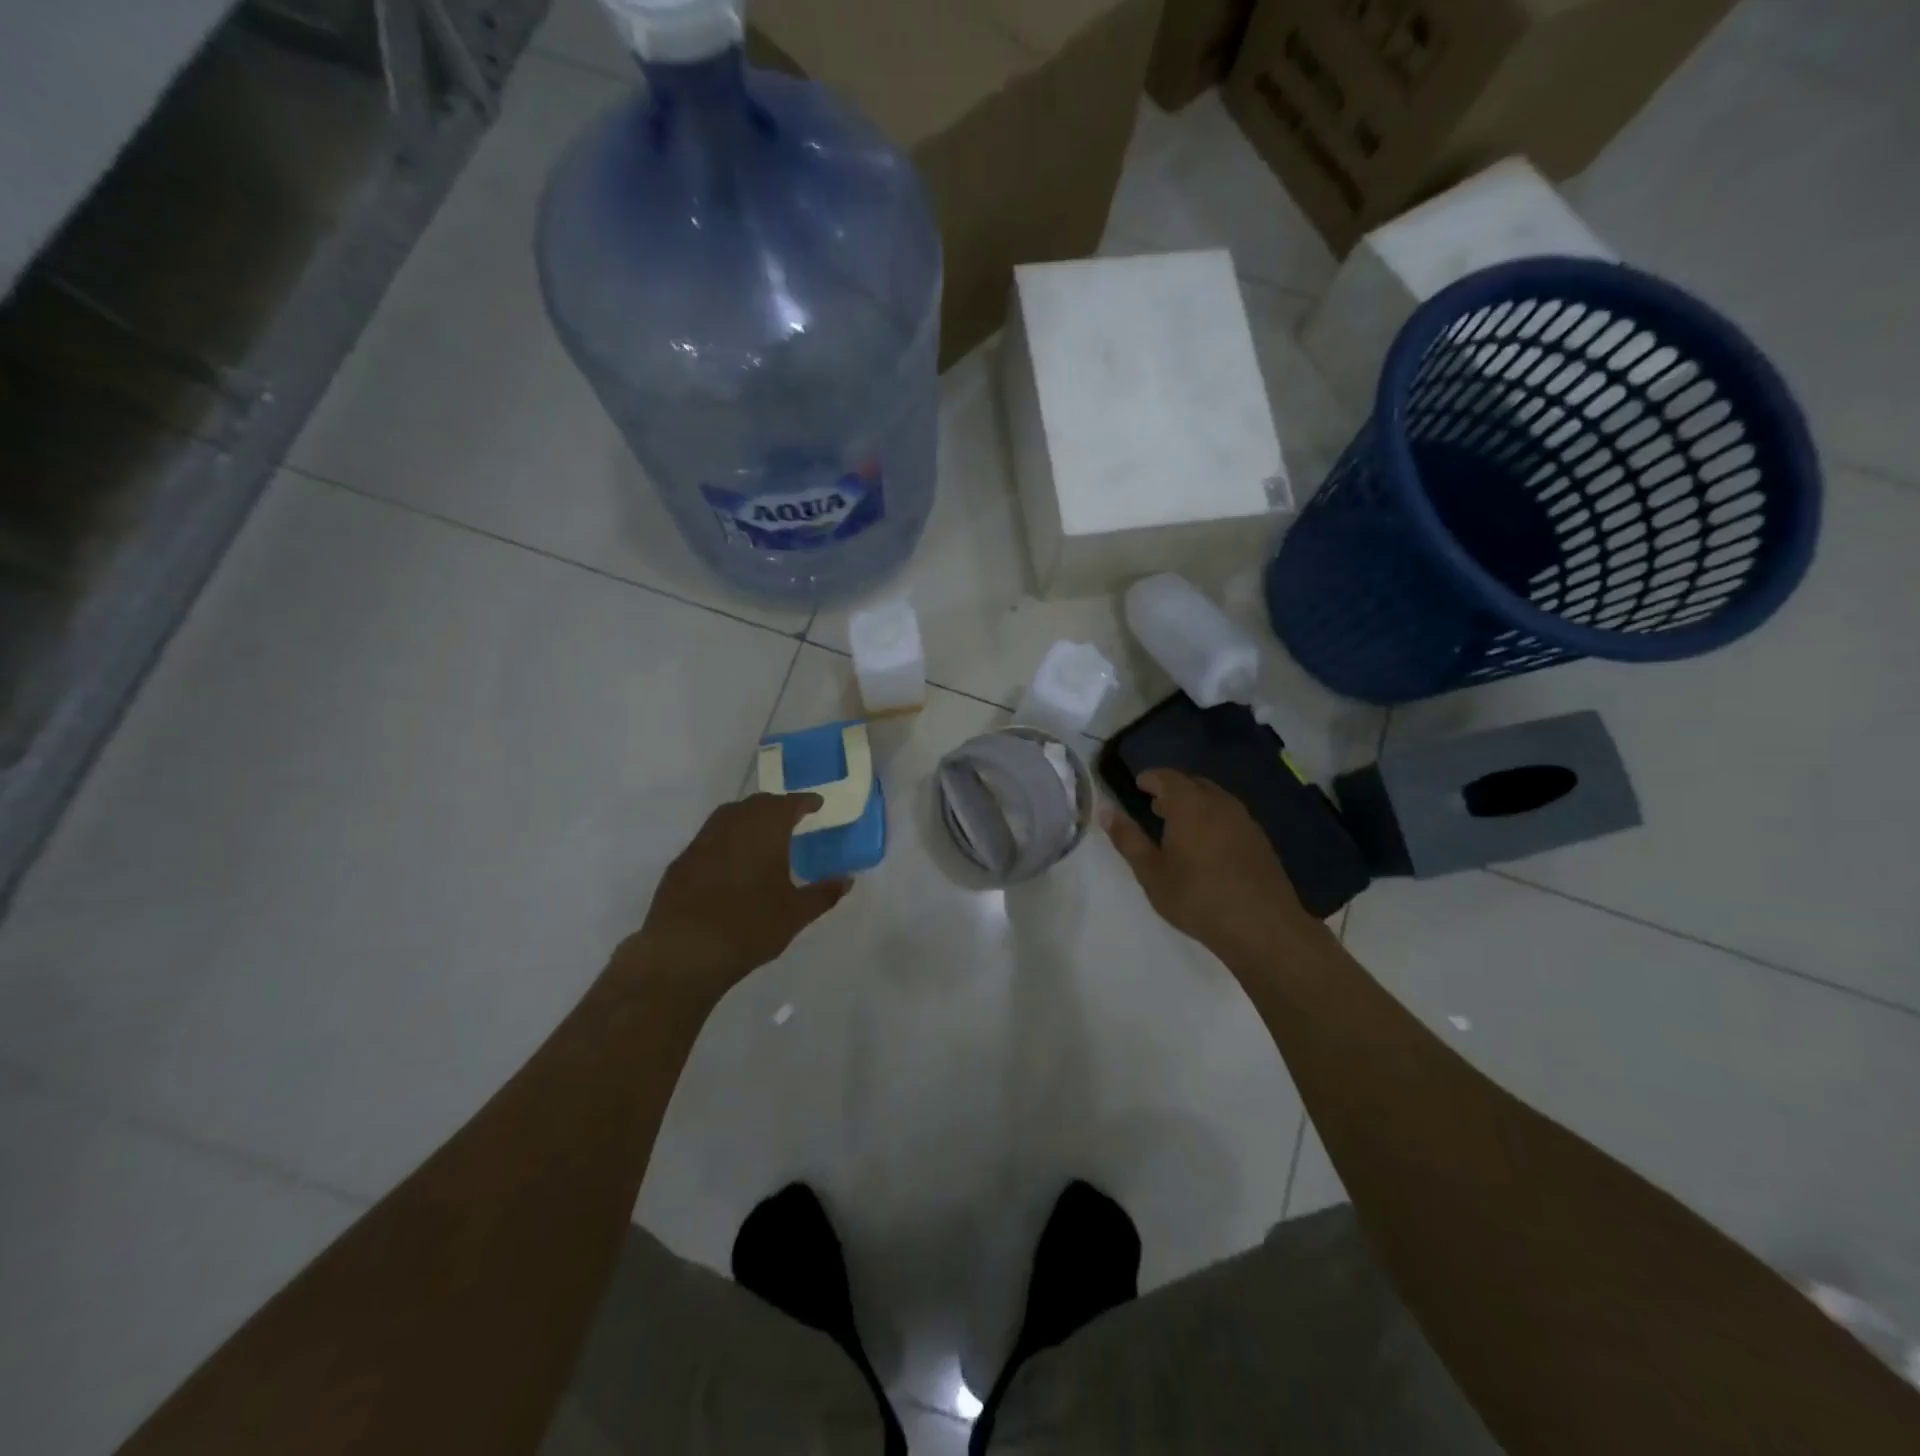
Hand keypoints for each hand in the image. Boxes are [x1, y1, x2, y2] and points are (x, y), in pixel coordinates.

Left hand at [629, 793, 851, 1001]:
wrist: (684, 951)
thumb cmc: (750, 926)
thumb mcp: (796, 914)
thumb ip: (823, 894)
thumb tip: (847, 879)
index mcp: (765, 830)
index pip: (788, 804)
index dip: (805, 802)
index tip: (816, 804)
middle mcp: (732, 826)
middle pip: (756, 804)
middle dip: (776, 806)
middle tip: (791, 816)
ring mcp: (702, 842)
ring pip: (728, 816)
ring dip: (748, 818)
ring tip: (761, 834)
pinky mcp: (681, 862)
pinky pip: (709, 837)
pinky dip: (726, 838)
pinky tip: (731, 860)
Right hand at [1104, 770, 1316, 960]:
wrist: (1262, 926)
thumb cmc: (1197, 898)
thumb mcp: (1152, 873)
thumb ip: (1128, 839)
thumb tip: (1106, 812)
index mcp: (1190, 805)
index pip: (1167, 777)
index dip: (1151, 778)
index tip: (1138, 784)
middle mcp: (1219, 803)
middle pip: (1193, 783)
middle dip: (1173, 789)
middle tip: (1155, 806)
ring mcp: (1244, 820)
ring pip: (1215, 799)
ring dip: (1194, 803)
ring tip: (1179, 825)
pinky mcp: (1260, 839)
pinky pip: (1230, 816)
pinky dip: (1213, 818)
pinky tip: (1207, 845)